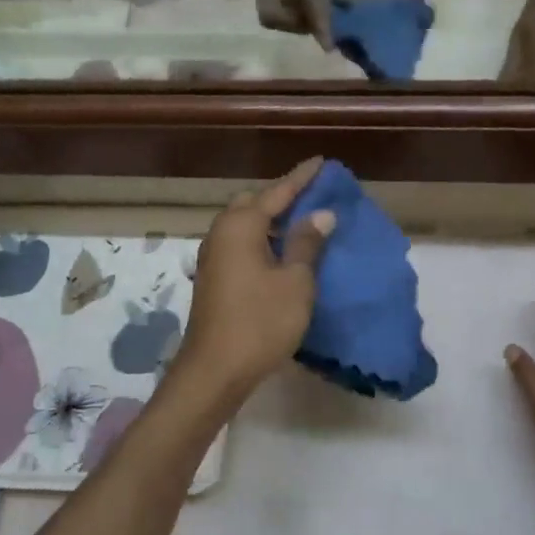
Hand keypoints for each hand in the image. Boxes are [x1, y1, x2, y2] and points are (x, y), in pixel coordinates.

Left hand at [172, 157, 333, 400]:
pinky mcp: (214, 279)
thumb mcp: (295, 282)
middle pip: (254, 204)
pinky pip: (241, 246)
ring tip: (303, 225)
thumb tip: (320, 214)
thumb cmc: (261, 322)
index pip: (277, 192)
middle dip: (282, 198)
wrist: (214, 371)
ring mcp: (213, 257)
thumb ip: (306, 243)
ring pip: (245, 226)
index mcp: (241, 226)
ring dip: (272, 222)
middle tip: (312, 198)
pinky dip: (262, 242)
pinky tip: (282, 255)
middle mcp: (221, 233)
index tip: (321, 162)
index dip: (302, 178)